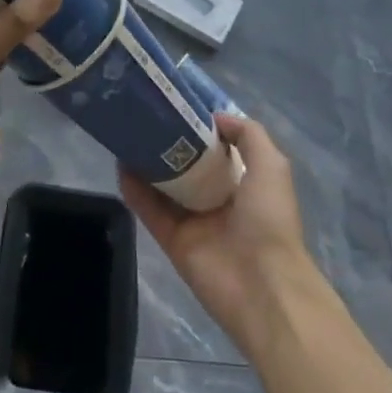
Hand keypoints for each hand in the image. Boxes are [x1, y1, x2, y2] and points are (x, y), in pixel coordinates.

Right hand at [120, 114, 319, 352]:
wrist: (263, 286)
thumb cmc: (269, 220)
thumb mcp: (271, 166)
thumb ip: (248, 135)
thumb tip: (216, 117)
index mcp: (245, 184)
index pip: (217, 151)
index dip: (199, 129)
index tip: (177, 106)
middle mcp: (218, 201)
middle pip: (187, 167)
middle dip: (169, 144)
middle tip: (144, 117)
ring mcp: (194, 222)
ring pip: (164, 187)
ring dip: (146, 164)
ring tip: (126, 135)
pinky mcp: (172, 241)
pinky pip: (150, 211)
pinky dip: (134, 191)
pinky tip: (120, 166)